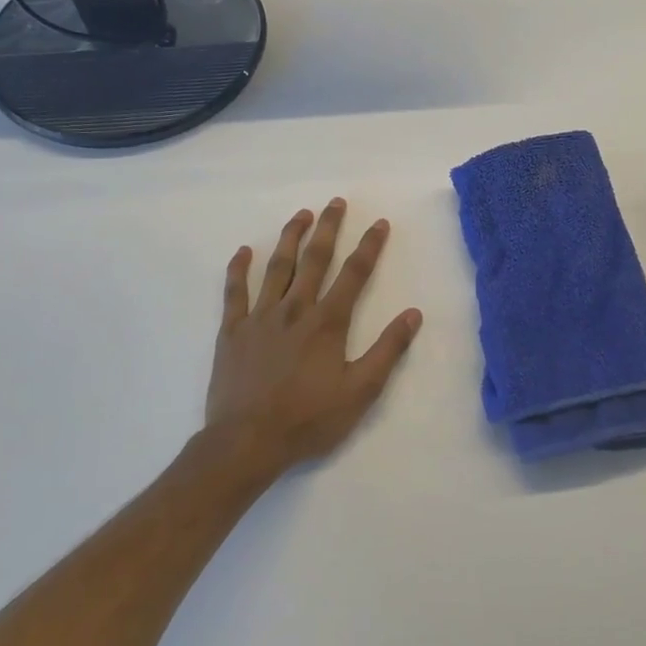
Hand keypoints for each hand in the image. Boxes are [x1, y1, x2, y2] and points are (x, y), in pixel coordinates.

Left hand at [203, 200, 422, 483]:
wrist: (246, 442)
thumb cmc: (308, 419)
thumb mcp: (360, 391)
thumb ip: (387, 350)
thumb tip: (412, 314)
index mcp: (327, 322)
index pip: (354, 274)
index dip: (369, 246)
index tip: (379, 223)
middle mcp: (295, 309)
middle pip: (314, 259)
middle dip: (328, 228)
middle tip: (335, 203)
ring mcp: (260, 317)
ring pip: (277, 267)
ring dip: (290, 238)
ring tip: (301, 214)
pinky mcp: (233, 331)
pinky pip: (234, 292)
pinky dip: (238, 269)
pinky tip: (244, 250)